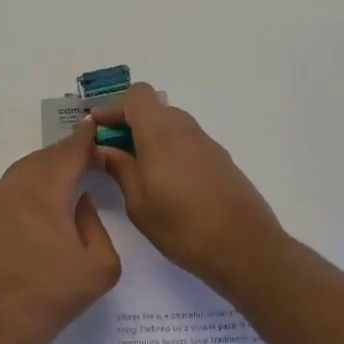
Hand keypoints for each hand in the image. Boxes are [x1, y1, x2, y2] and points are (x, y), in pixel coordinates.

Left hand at [0, 123, 120, 343]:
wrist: (1, 328)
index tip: (95, 127)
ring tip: (62, 185)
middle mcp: (11, 186)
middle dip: (65, 157)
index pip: (69, 152)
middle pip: (43, 159)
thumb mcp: (102, 264)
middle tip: (85, 161)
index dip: (84, 138)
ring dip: (42, 174)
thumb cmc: (56, 296)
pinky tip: (31, 208)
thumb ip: (95, 220)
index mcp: (44, 191)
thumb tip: (79, 199)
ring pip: (21, 174)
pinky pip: (1, 191)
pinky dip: (20, 190)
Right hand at [89, 83, 285, 293]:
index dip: (114, 107)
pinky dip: (169, 149)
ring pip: (171, 124)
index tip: (98, 131)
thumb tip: (102, 148)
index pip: (136, 95)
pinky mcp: (220, 159)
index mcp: (160, 133)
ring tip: (135, 169)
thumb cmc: (183, 226)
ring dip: (149, 136)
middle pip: (153, 107)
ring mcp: (206, 143)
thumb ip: (119, 168)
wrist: (246, 248)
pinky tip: (165, 181)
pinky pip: (186, 141)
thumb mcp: (138, 202)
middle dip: (129, 122)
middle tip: (111, 152)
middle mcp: (185, 129)